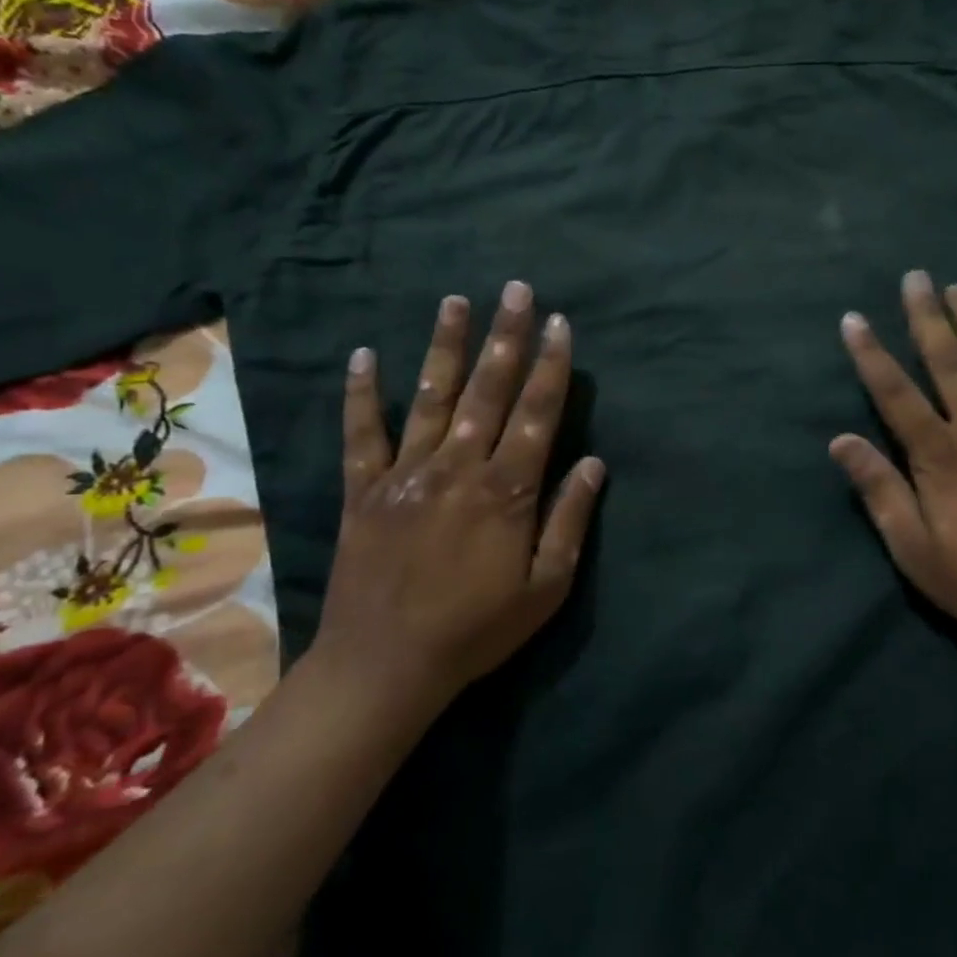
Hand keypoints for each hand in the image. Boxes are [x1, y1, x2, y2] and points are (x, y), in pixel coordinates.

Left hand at [317, 280, 604, 717]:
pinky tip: (363, 356)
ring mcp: (406, 474)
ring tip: (455, 301)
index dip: (551, 366)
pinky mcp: (364, 490)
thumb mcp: (547, 587)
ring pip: (430, 397)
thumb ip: (570, 520)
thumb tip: (594, 463)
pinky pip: (362, 434)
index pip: (537, 413)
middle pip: (488, 390)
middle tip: (516, 289)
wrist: (385, 666)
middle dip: (506, 336)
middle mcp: (458, 467)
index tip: (560, 323)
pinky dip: (362, 395)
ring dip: (445, 347)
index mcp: (507, 491)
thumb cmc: (478, 629)